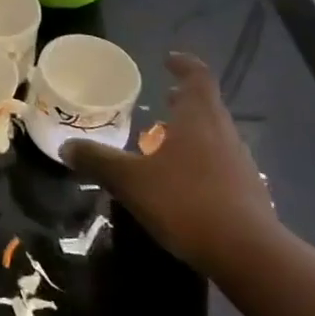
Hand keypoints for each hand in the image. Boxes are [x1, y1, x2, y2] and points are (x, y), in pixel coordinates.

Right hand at [63, 51, 280, 288]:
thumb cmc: (186, 202)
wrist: (248, 254)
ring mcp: (240, 163)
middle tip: (164, 98)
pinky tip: (184, 181)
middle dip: (185, 99)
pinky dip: (201, 159)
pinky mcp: (248, 192)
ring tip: (168, 141)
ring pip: (215, 134)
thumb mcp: (131, 181)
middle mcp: (223, 133)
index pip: (197, 77)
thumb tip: (66, 146)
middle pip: (207, 105)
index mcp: (198, 118)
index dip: (184, 65)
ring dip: (193, 130)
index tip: (169, 60)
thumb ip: (98, 161)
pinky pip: (221, 163)